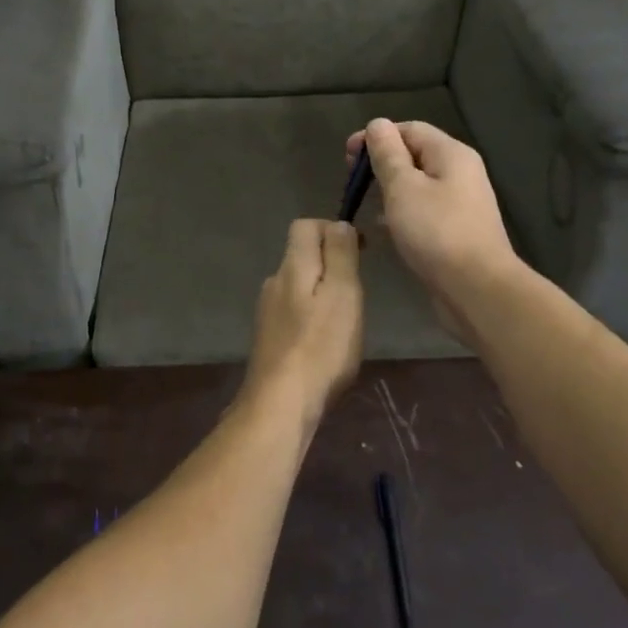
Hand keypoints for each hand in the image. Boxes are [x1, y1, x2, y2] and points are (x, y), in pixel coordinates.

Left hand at [242, 219, 363, 427]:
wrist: (281, 403)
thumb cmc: (321, 346)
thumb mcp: (343, 293)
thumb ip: (340, 255)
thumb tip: (338, 224)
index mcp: (292, 266)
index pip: (305, 225)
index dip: (333, 229)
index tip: (360, 252)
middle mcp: (274, 282)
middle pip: (302, 256)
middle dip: (331, 264)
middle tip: (358, 291)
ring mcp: (267, 312)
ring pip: (299, 287)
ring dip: (322, 293)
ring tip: (346, 321)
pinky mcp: (269, 339)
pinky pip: (294, 314)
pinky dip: (312, 318)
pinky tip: (326, 344)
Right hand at [345, 120, 518, 339]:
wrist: (476, 287)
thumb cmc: (436, 232)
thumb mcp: (403, 187)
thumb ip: (387, 154)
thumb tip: (377, 124)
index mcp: (450, 154)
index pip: (409, 129)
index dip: (376, 136)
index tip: (346, 157)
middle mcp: (460, 172)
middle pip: (415, 154)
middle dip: (381, 163)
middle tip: (352, 181)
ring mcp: (461, 203)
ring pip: (418, 184)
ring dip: (389, 189)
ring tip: (364, 203)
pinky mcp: (456, 230)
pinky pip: (424, 209)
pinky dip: (401, 211)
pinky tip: (383, 228)